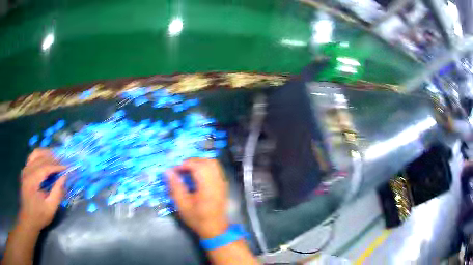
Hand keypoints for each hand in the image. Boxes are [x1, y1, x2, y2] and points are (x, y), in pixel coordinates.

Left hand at [18, 149, 65, 231]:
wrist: (28, 219)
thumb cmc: (39, 216)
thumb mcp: (50, 208)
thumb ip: (57, 192)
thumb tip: (64, 177)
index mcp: (32, 180)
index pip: (45, 167)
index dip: (57, 166)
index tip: (67, 167)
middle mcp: (27, 171)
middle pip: (40, 157)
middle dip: (53, 159)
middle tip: (63, 163)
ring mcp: (25, 170)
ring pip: (35, 154)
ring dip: (46, 154)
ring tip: (55, 158)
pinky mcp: (25, 171)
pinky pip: (32, 158)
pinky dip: (40, 156)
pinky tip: (45, 161)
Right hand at [167, 158, 228, 238]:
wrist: (215, 228)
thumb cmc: (197, 218)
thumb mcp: (182, 205)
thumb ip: (175, 186)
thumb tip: (168, 171)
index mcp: (208, 187)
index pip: (198, 166)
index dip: (184, 164)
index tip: (174, 170)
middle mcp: (217, 181)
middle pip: (207, 161)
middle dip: (192, 161)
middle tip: (181, 169)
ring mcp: (222, 182)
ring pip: (213, 163)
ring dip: (199, 163)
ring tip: (188, 171)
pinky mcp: (223, 185)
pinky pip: (215, 169)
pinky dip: (205, 167)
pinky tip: (196, 176)